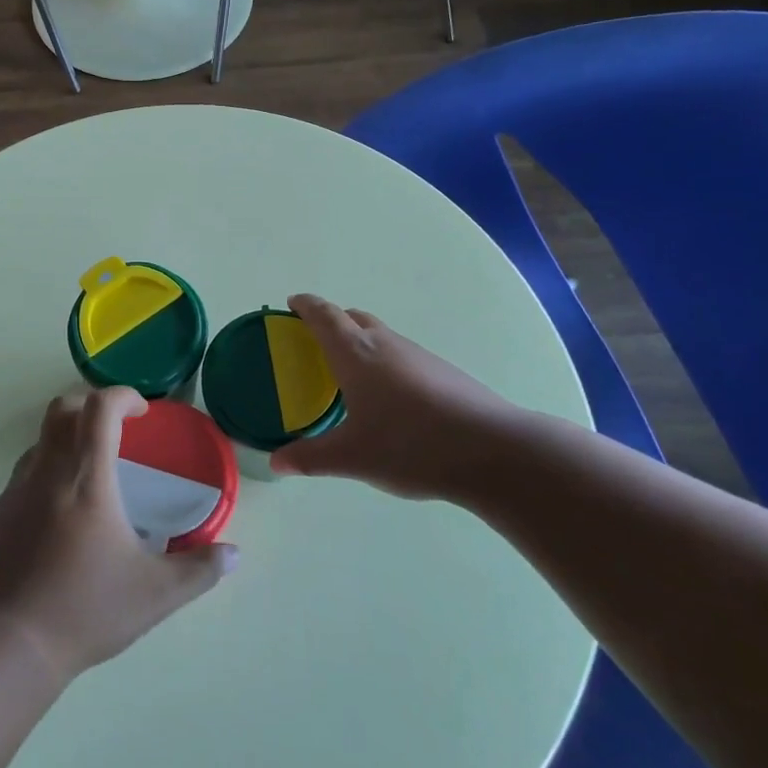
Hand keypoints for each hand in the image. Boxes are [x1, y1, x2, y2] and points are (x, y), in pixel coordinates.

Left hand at [0, 388, 236, 682]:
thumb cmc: (87, 610)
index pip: (100, 408)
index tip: (141, 412)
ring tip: (84, 483)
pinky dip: (39, 490)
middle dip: (88, 406)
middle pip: (61, 410)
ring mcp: (11, 494)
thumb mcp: (156, 594)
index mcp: (87, 478)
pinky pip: (16, 488)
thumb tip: (233, 555)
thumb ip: (199, 570)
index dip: (122, 396)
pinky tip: (50, 531)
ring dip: (63, 448)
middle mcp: (46, 473)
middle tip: (112, 430)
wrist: (8, 648)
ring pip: (37, 447)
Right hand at [271, 294, 534, 500]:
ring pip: (380, 336)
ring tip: (349, 375)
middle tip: (313, 343)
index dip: (305, 305)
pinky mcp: (442, 371)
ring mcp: (418, 355)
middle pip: (353, 318)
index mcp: (356, 353)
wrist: (491, 450)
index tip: (291, 303)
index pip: (323, 315)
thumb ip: (310, 458)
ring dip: (360, 343)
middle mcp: (385, 344)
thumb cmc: (410, 444)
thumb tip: (276, 463)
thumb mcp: (352, 457)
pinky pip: (401, 355)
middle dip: (331, 322)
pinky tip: (390, 399)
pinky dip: (384, 363)